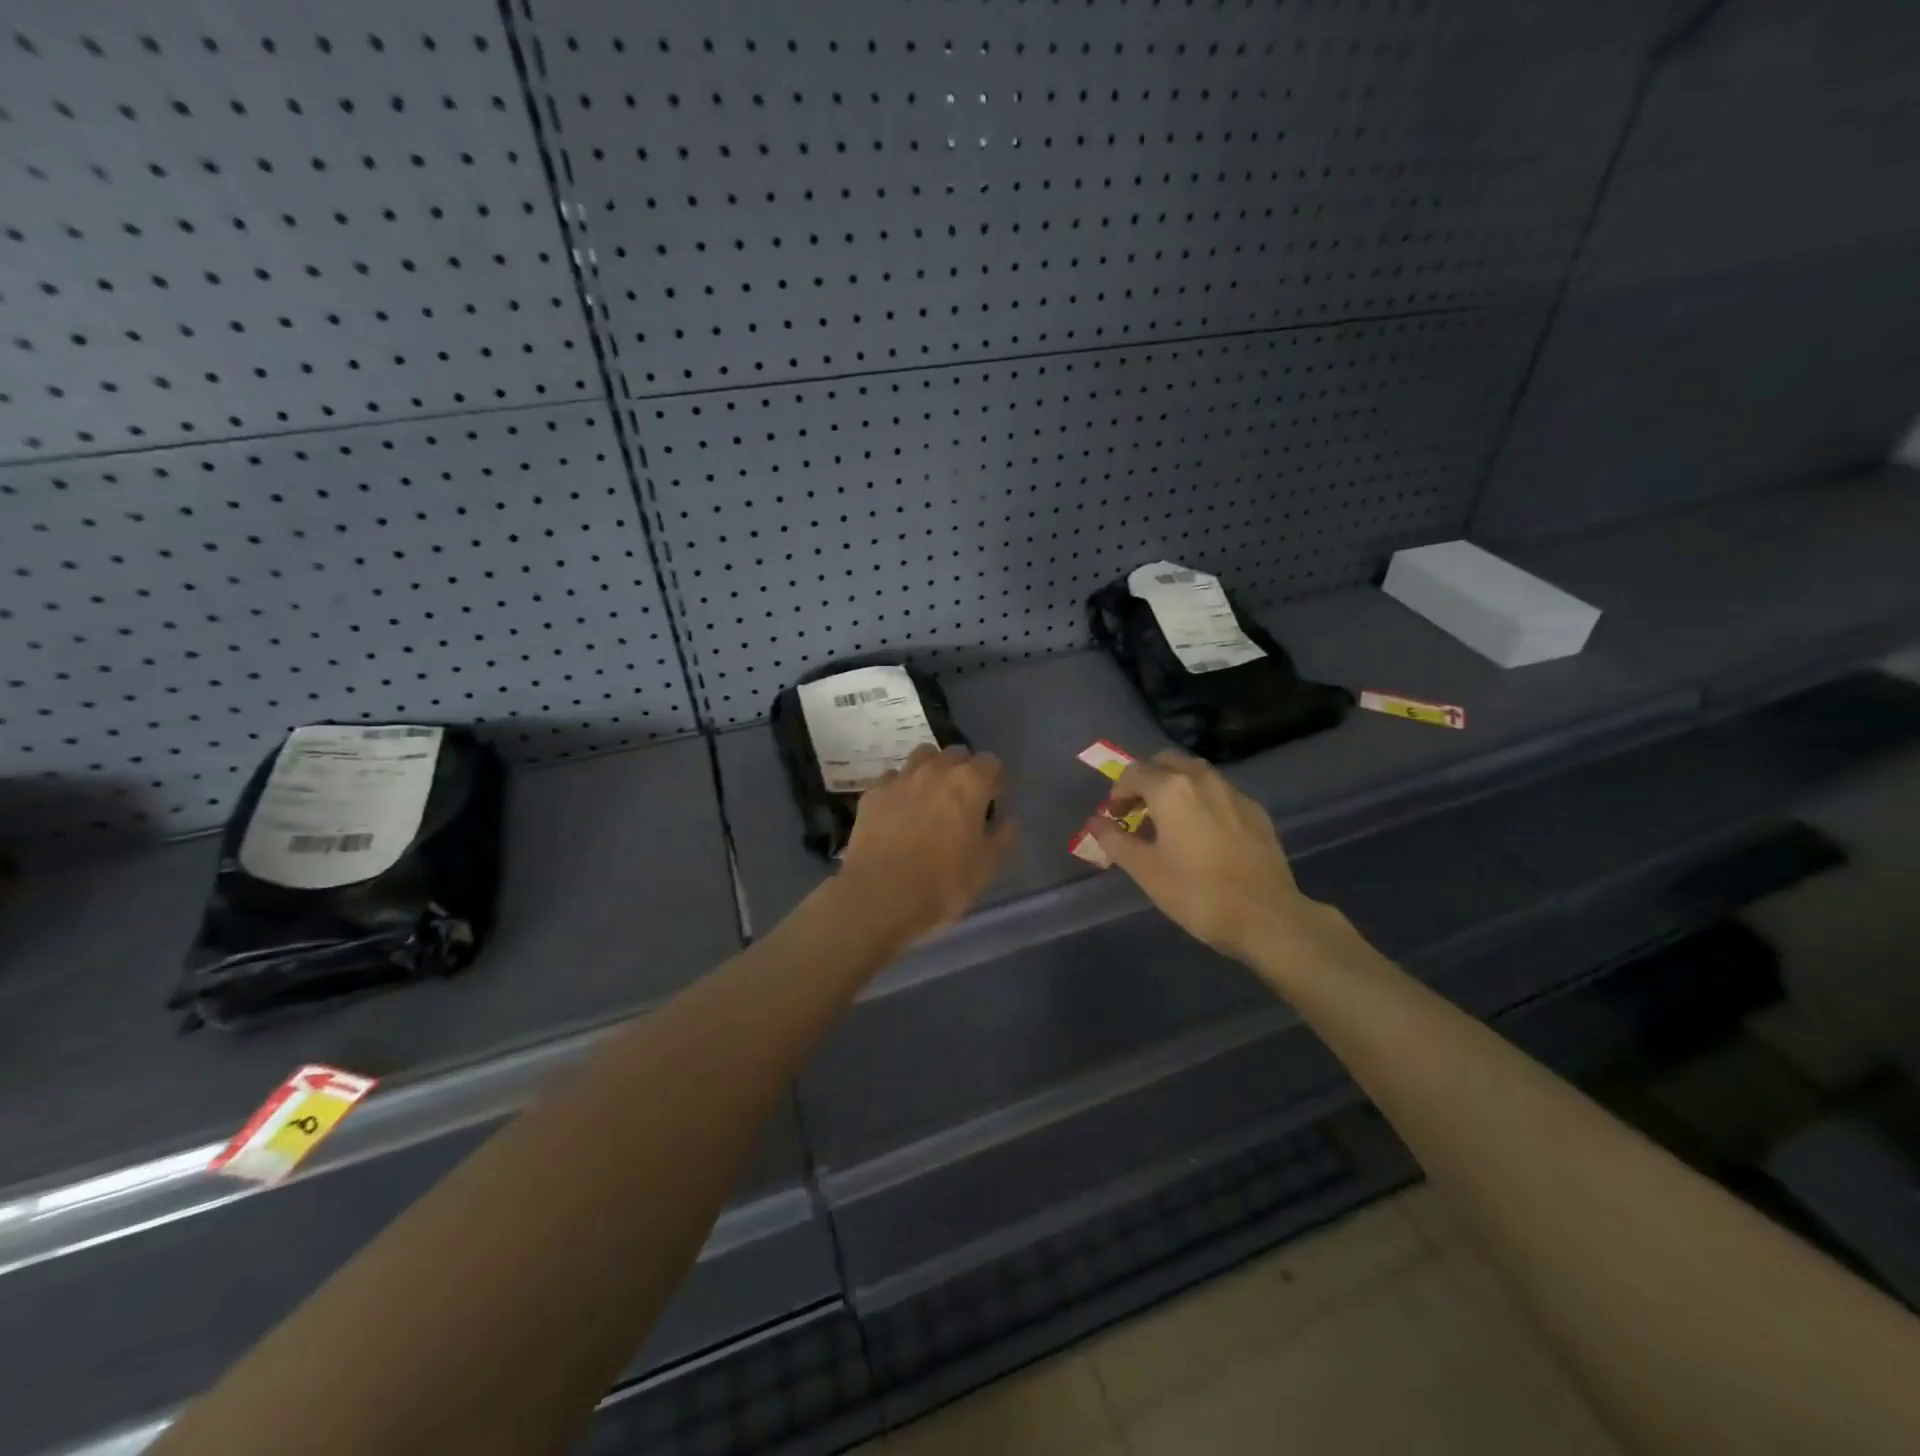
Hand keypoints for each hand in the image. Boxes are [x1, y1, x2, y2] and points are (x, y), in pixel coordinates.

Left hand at [839, 745, 1017, 941]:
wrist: (881, 895)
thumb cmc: (943, 883)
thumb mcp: (986, 867)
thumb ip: (1002, 837)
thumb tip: (1010, 820)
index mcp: (969, 783)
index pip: (991, 761)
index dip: (995, 779)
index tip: (994, 799)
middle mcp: (935, 770)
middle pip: (956, 753)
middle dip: (964, 769)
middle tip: (964, 799)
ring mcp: (901, 778)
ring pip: (922, 756)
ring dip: (932, 769)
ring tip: (932, 796)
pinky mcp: (873, 793)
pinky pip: (893, 778)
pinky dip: (902, 787)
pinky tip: (900, 810)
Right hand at [1087, 750, 1330, 963]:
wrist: (1266, 916)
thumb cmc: (1197, 893)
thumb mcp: (1145, 870)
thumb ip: (1115, 840)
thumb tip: (1095, 821)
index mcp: (1170, 789)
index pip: (1133, 772)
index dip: (1118, 792)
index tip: (1114, 817)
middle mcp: (1202, 779)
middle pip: (1166, 762)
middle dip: (1147, 780)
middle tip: (1138, 810)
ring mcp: (1233, 792)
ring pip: (1195, 773)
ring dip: (1175, 786)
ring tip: (1169, 819)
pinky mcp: (1255, 811)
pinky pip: (1220, 792)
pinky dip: (1202, 800)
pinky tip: (1203, 831)